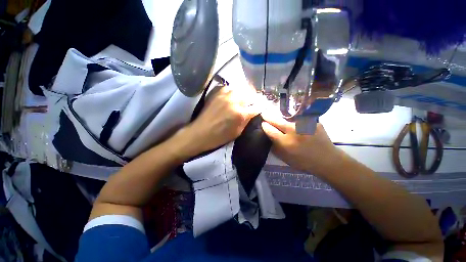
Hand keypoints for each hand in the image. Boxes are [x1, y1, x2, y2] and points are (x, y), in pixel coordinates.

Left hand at [183, 85, 259, 155]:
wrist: (200, 133)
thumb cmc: (220, 137)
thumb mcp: (237, 132)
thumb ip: (247, 120)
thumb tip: (253, 112)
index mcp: (241, 114)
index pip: (257, 106)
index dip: (262, 106)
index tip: (263, 107)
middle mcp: (234, 101)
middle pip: (251, 94)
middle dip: (255, 99)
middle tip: (254, 102)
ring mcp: (225, 95)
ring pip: (241, 89)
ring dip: (245, 94)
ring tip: (244, 98)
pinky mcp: (217, 92)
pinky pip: (230, 88)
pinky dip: (233, 91)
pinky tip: (233, 96)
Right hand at [261, 111, 342, 175]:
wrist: (327, 160)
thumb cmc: (303, 161)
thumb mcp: (285, 158)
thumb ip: (274, 146)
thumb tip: (267, 135)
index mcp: (286, 143)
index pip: (270, 130)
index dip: (264, 126)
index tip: (262, 123)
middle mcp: (294, 132)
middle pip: (277, 120)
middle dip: (268, 116)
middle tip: (264, 113)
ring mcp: (304, 125)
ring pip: (288, 118)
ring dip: (281, 117)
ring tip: (279, 118)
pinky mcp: (313, 122)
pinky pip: (299, 119)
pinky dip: (294, 120)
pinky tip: (296, 123)